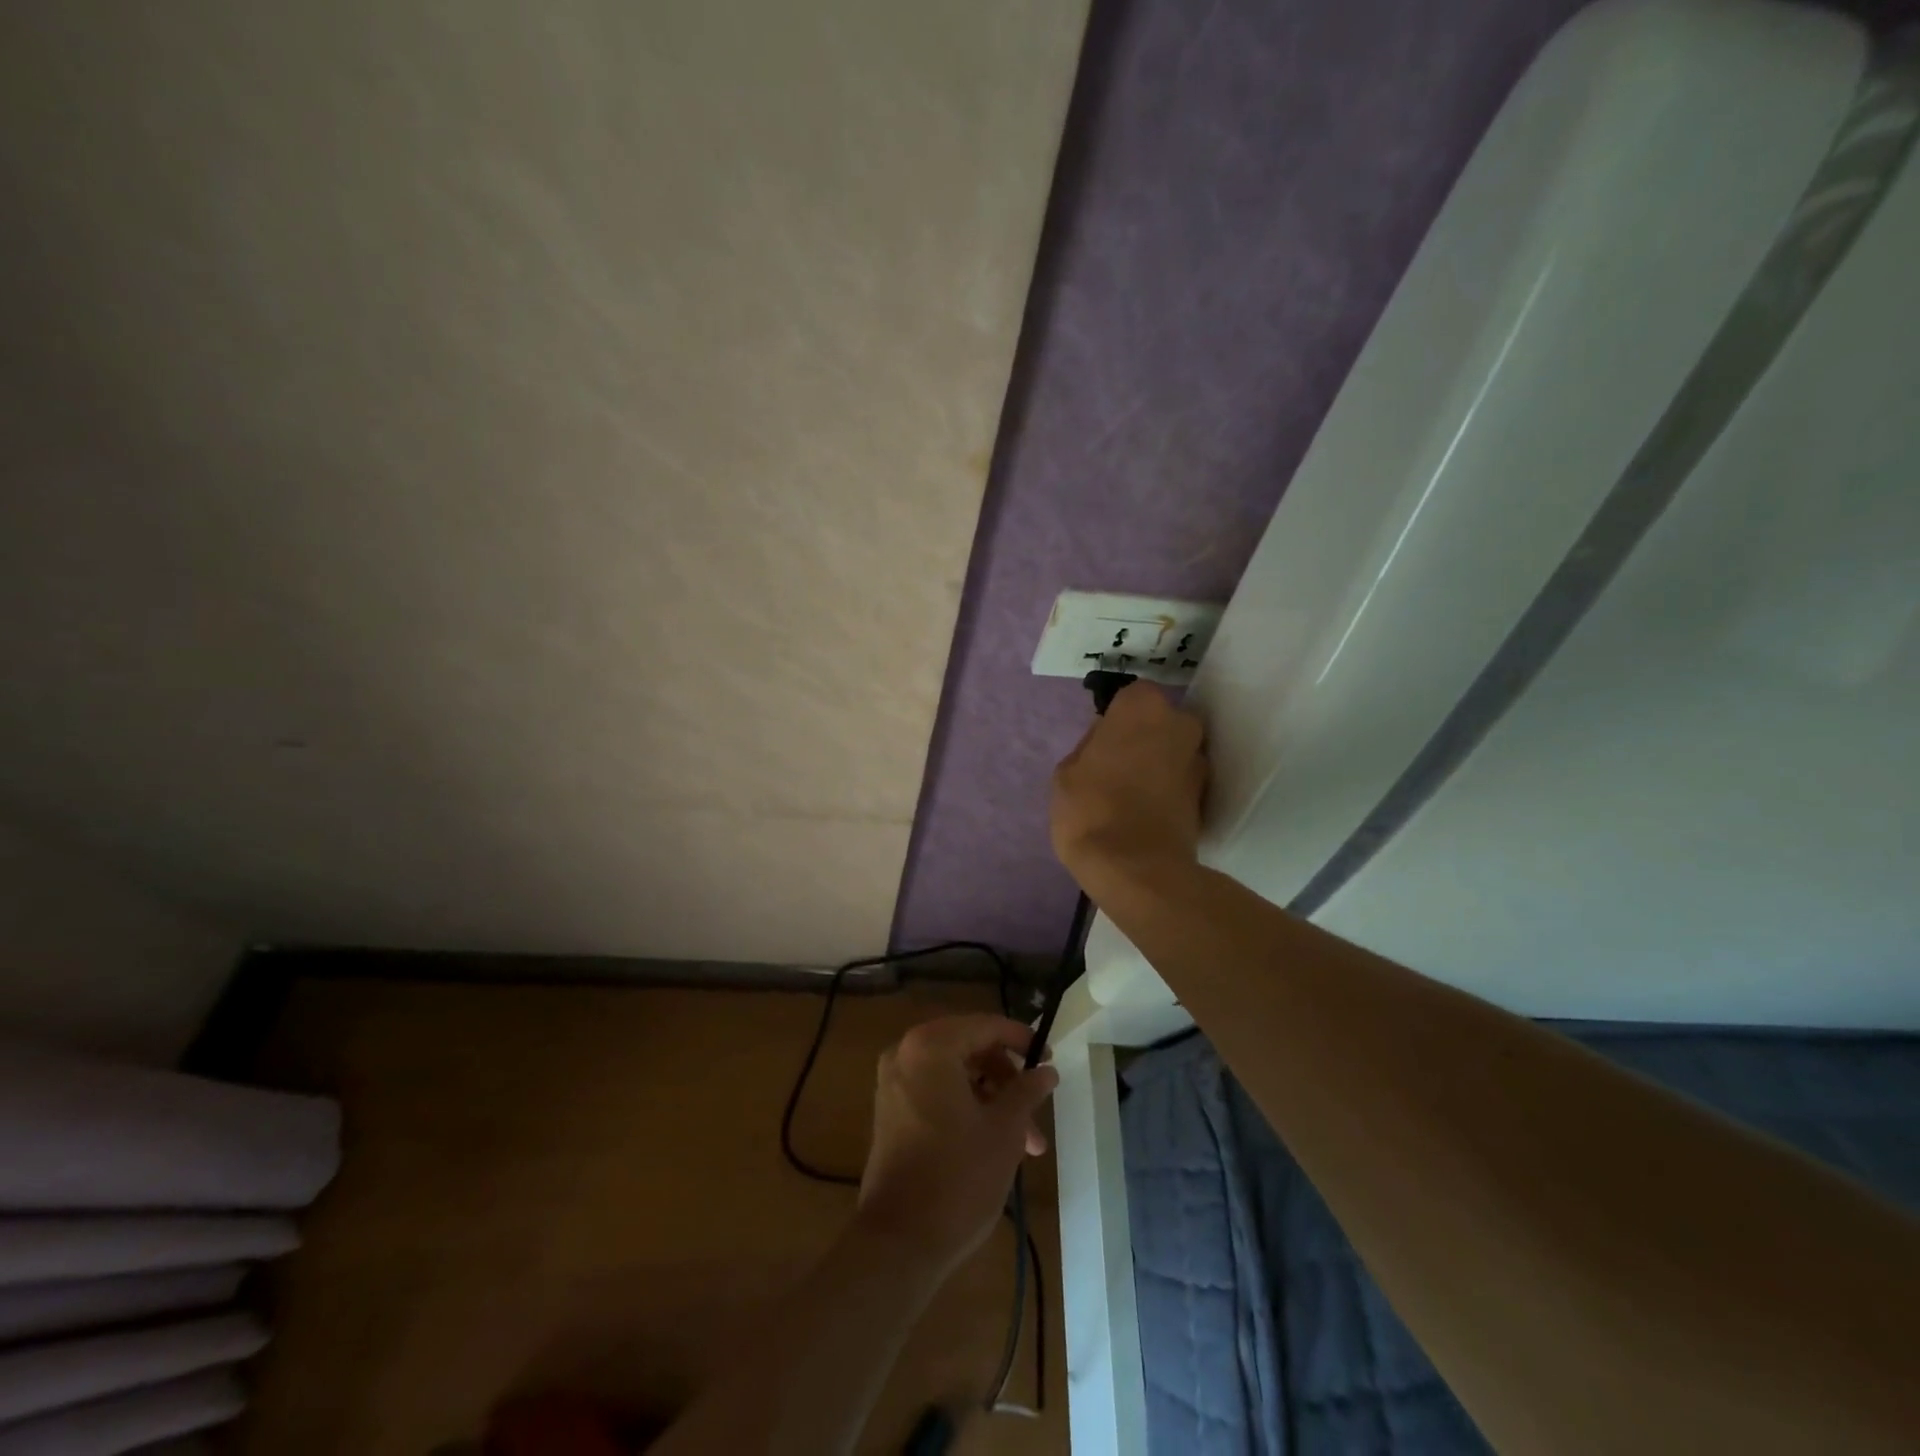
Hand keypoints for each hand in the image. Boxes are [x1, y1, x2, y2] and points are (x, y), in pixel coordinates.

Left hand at [856, 1015, 1058, 1273]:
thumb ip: (1027, 1090)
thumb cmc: (958, 1177)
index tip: (1049, 1060)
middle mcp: (905, 1053)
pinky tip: (994, 1142)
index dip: (1021, 1039)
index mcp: (931, 1046)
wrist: (898, 1242)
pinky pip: (936, 1092)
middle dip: (1008, 1080)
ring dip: (992, 1099)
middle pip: (969, 1048)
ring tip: (1027, 1144)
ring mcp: (894, 1083)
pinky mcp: (890, 1111)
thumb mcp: (1004, 1129)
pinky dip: (966, 1107)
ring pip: (955, 1075)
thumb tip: (1046, 1070)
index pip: (986, 1026)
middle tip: (1038, 1112)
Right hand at [1051, 680, 1207, 896]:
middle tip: (1114, 765)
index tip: (1101, 739)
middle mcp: (1180, 724)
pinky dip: (1166, 790)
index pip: (1131, 695)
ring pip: (1171, 751)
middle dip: (1142, 737)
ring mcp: (1198, 761)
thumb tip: (1105, 743)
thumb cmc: (1091, 810)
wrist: (1137, 869)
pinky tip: (1143, 810)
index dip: (1116, 717)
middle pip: (1158, 722)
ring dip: (1156, 763)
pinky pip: (1179, 781)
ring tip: (1129, 793)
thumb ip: (1089, 747)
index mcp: (1143, 707)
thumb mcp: (1066, 773)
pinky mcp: (1206, 796)